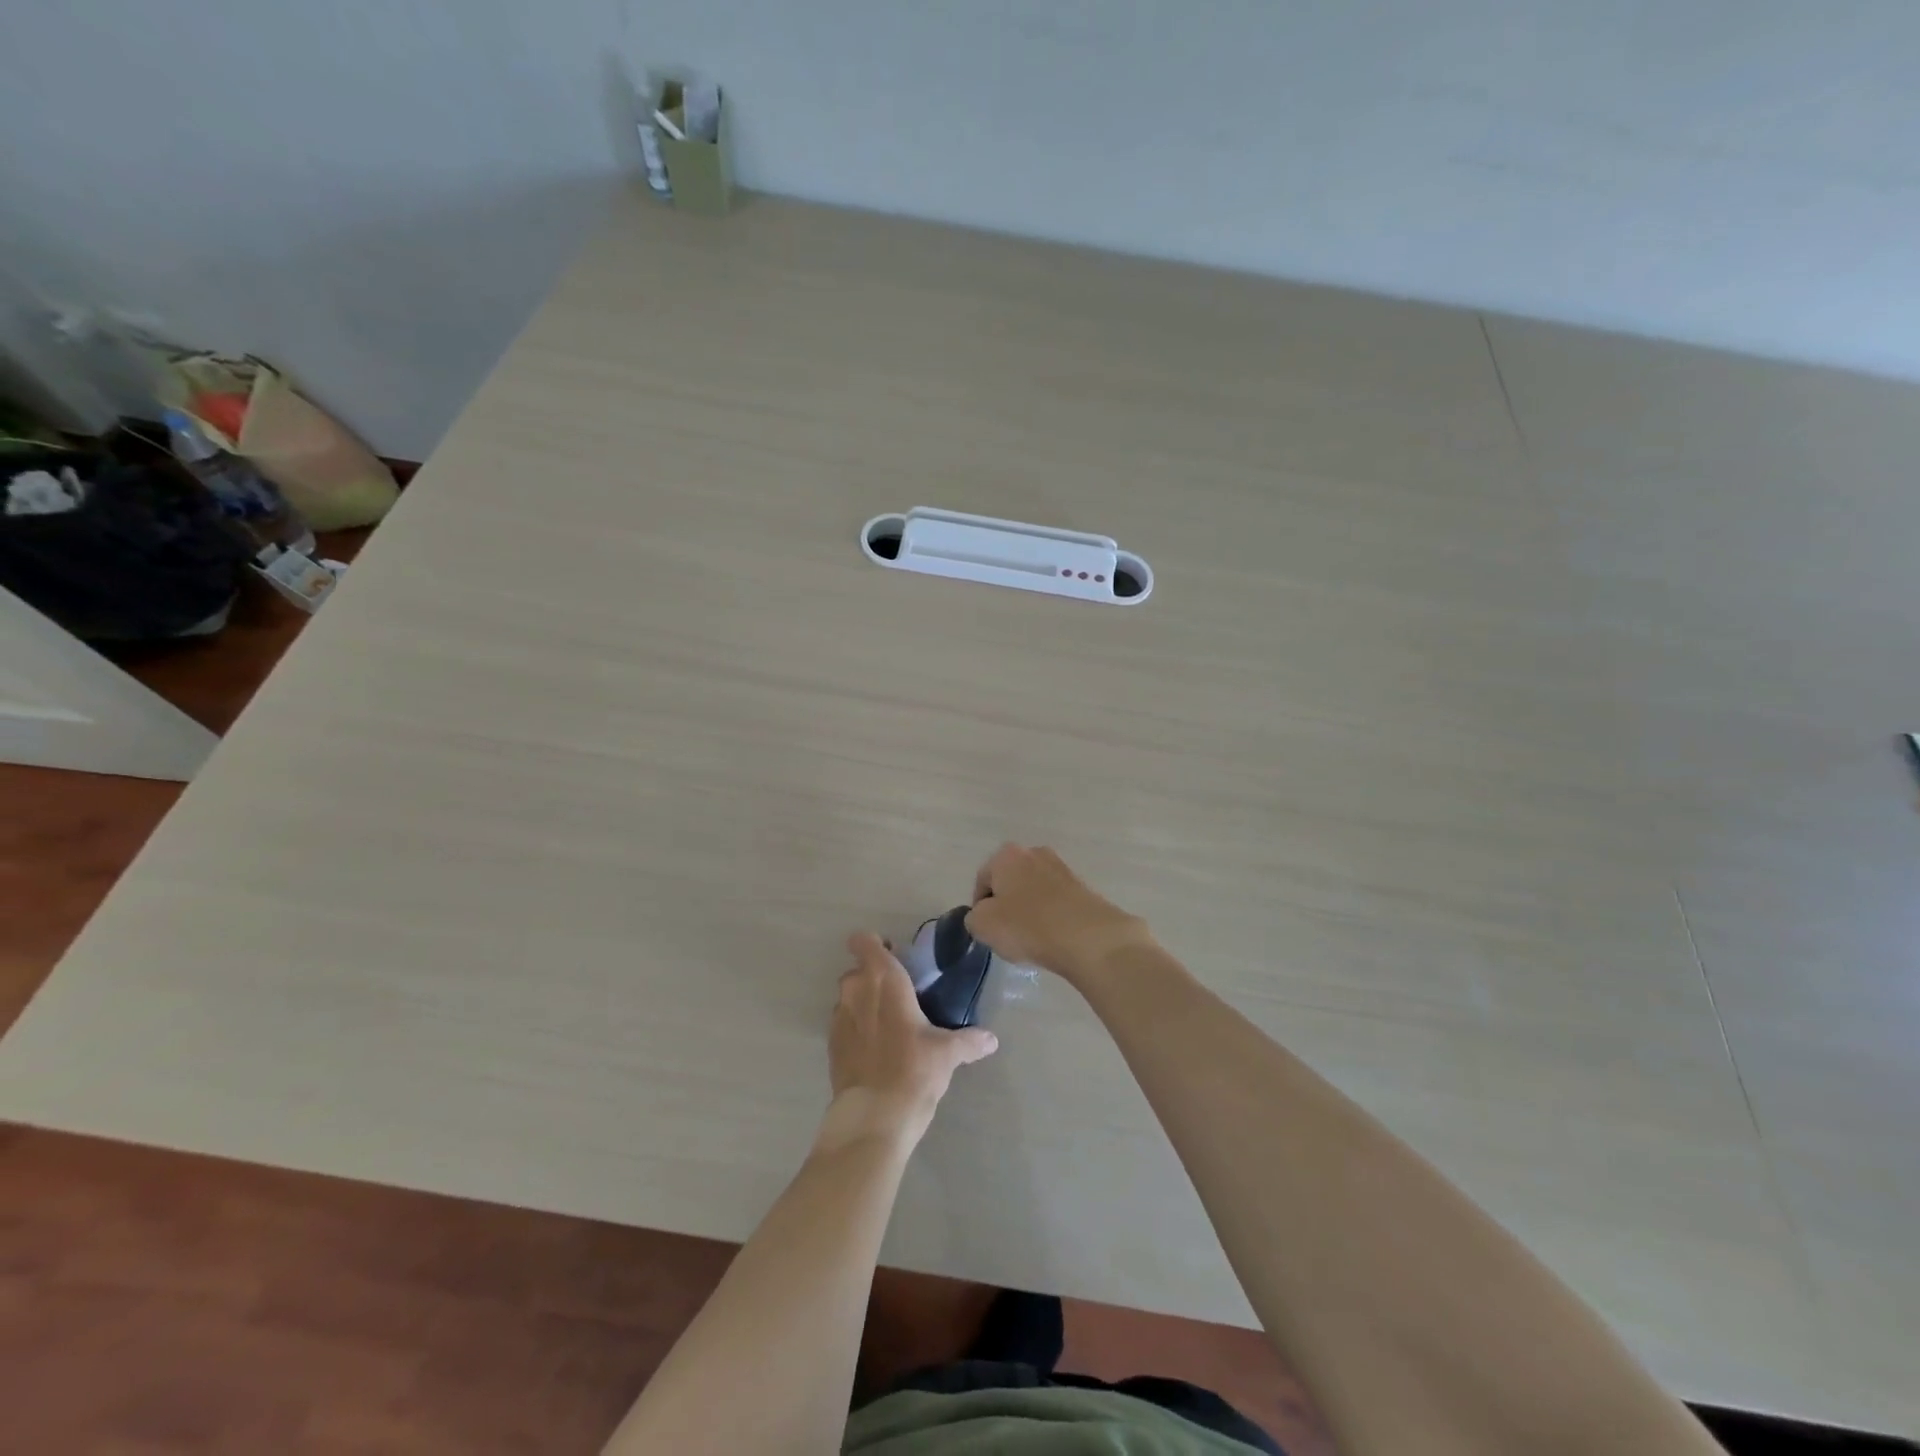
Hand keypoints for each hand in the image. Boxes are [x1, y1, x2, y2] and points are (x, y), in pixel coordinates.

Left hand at [820, 932, 997, 1150]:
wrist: (874, 1118)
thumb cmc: (914, 1070)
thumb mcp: (948, 1053)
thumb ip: (969, 1041)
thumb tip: (991, 1040)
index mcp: (884, 979)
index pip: (865, 942)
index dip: (876, 945)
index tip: (895, 958)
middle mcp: (856, 990)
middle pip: (858, 970)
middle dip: (874, 977)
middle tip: (900, 995)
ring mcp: (839, 1017)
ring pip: (848, 997)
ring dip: (864, 1002)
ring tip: (888, 1024)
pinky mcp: (831, 1045)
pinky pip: (843, 1023)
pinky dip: (856, 1028)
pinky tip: (875, 1049)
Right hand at [966, 843, 1153, 983]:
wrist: (1087, 937)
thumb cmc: (1027, 926)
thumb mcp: (982, 925)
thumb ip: (974, 917)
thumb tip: (984, 915)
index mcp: (1006, 855)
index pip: (982, 881)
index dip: (980, 908)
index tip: (988, 931)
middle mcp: (1034, 853)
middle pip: (1010, 883)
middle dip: (1006, 906)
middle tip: (1008, 934)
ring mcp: (1061, 868)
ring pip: (1033, 892)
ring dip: (1029, 911)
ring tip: (1033, 939)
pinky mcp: (1082, 886)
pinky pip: (1055, 902)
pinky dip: (1050, 916)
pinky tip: (1053, 937)